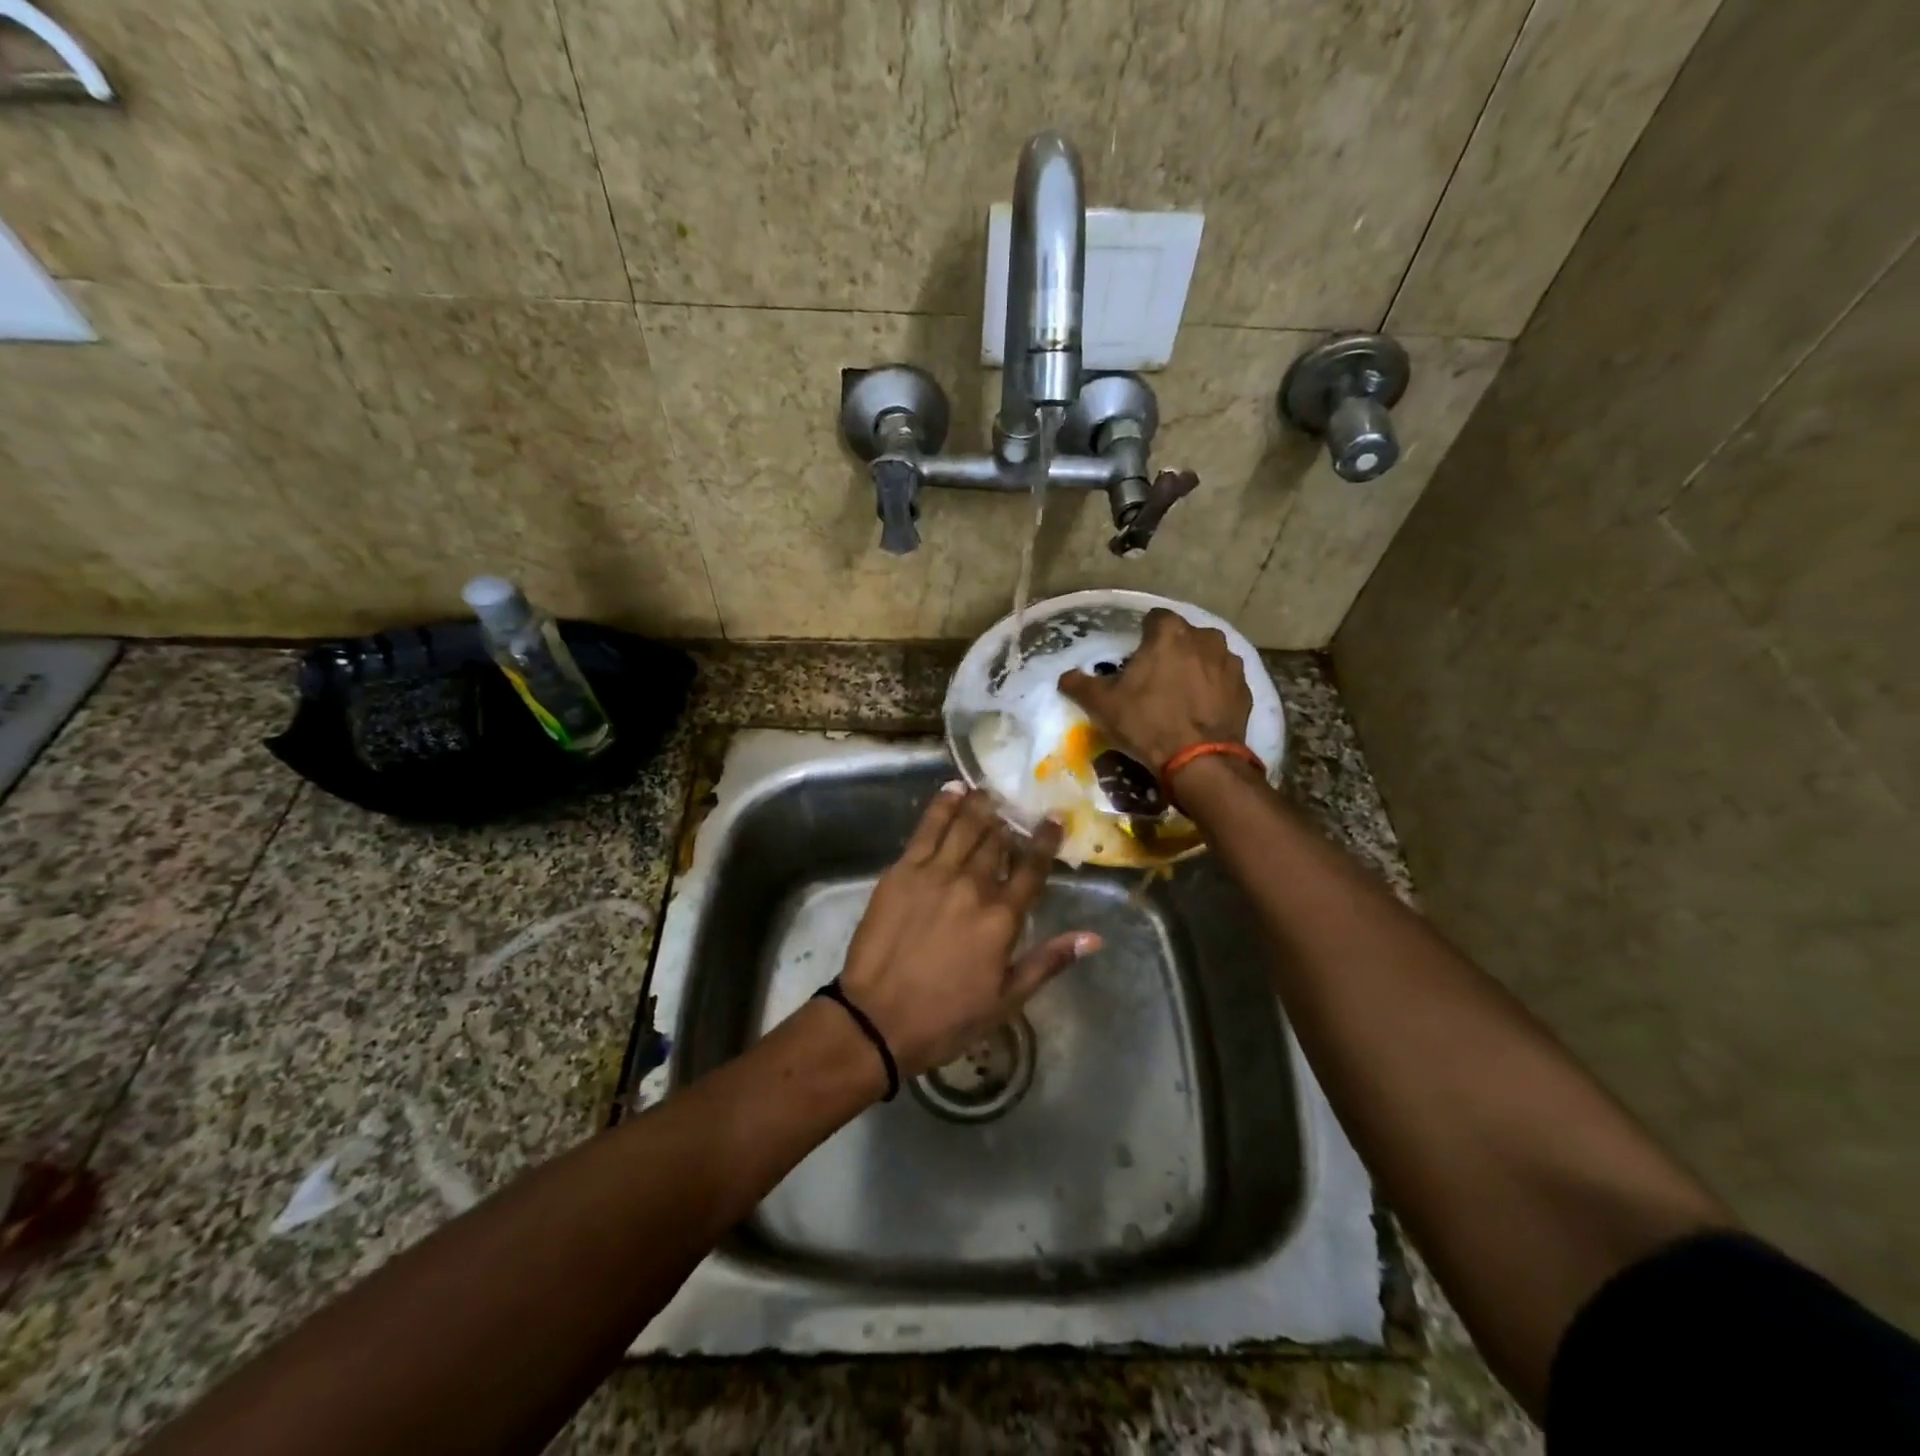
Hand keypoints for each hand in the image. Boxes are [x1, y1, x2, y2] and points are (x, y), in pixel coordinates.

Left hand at [838, 787, 1099, 1079]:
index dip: (1045, 840)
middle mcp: (972, 886)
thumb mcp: (1006, 1000)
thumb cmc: (946, 1017)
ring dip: (981, 806)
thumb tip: (1093, 937)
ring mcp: (934, 874)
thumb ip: (1048, 961)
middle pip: (998, 842)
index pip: (1032, 868)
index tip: (1054, 819)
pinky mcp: (902, 871)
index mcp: (1001, 918)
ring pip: (965, 828)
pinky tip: (953, 790)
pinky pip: (926, 829)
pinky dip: (942, 806)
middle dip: (1011, 822)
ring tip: (990, 790)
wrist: (876, 1019)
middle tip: (1018, 805)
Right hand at [1058, 607, 1252, 776]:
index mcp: (1170, 633)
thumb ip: (1080, 684)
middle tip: (1155, 679)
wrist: (1201, 761)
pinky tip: (1200, 710)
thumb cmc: (1148, 723)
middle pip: (1182, 637)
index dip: (1142, 636)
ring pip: (1206, 656)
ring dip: (1195, 668)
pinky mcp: (1245, 688)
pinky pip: (1223, 680)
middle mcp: (1205, 637)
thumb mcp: (1103, 705)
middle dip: (1170, 651)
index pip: (1153, 618)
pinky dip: (1213, 689)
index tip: (1134, 659)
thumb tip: (1065, 677)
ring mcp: (1230, 662)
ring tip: (1180, 695)